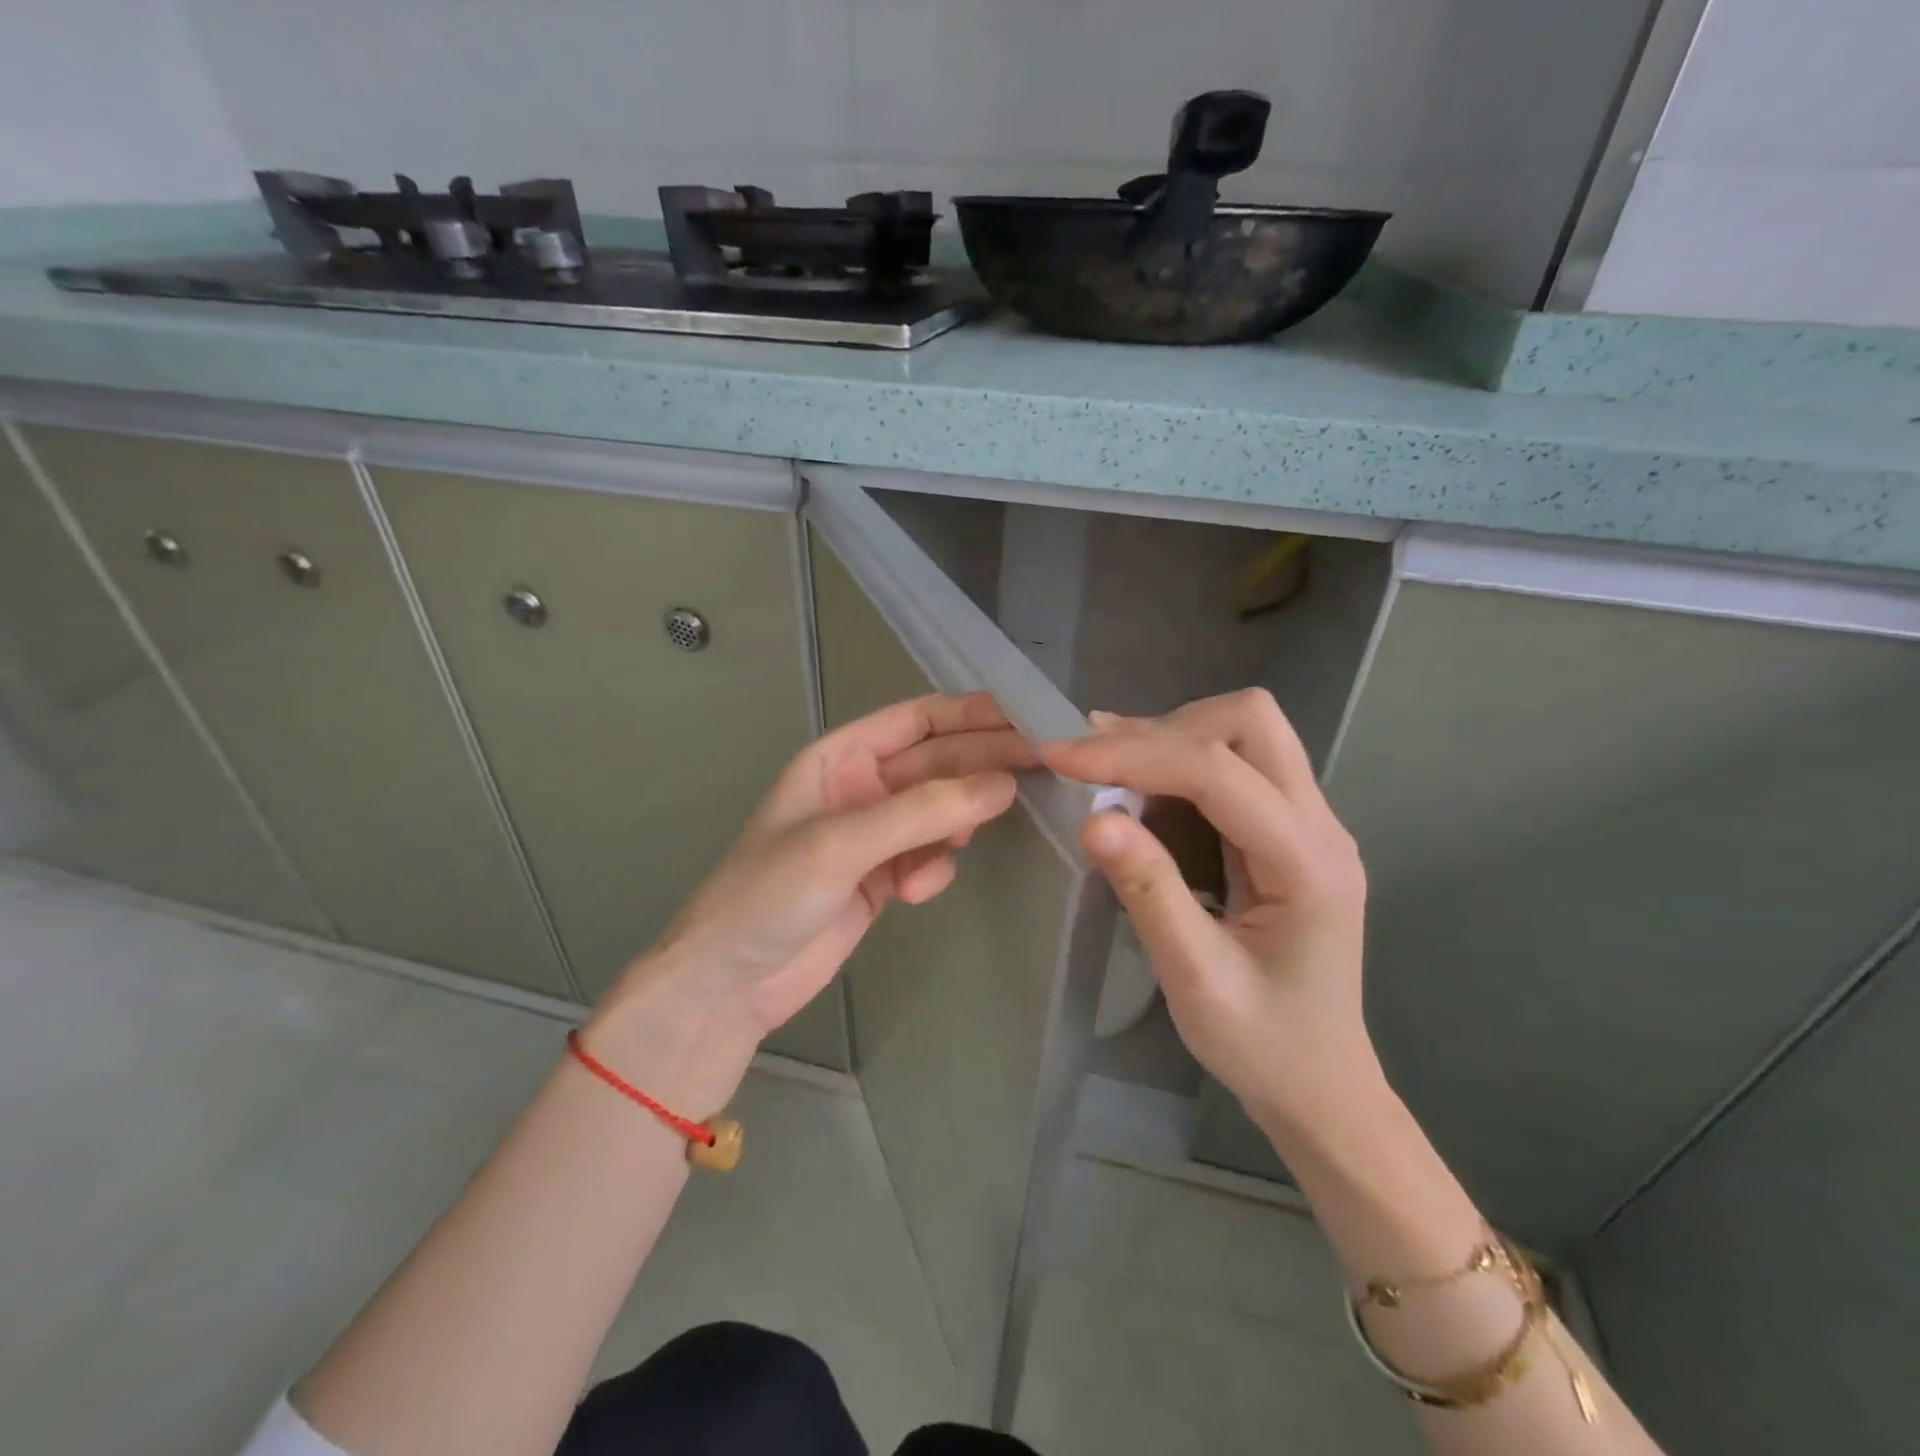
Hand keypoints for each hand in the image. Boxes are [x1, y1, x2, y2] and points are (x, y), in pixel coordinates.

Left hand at [587, 693, 1034, 1114]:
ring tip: (965, 842)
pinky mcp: (884, 877)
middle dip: (981, 768)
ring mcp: (875, 834)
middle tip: (1040, 769)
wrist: (730, 983)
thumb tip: (1004, 785)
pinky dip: (933, 869)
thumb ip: (922, 813)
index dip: (971, 715)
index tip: (1027, 720)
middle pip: (939, 763)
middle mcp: (863, 787)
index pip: (918, 719)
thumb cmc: (769, 894)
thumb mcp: (841, 844)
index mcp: (841, 758)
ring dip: (957, 824)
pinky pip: (930, 857)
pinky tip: (916, 891)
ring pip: (940, 811)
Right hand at [1040, 689, 1376, 1138]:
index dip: (1134, 755)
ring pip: (1246, 732)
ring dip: (1172, 739)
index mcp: (1307, 863)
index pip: (1218, 771)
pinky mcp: (1290, 831)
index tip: (1060, 756)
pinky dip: (1180, 762)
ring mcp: (1311, 824)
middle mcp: (1320, 825)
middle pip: (1252, 721)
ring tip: (1106, 771)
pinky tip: (1139, 792)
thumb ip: (1148, 892)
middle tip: (1097, 764)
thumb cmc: (1263, 1045)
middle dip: (1166, 728)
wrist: (1322, 1086)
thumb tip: (1092, 817)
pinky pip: (1238, 765)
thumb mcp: (1195, 979)